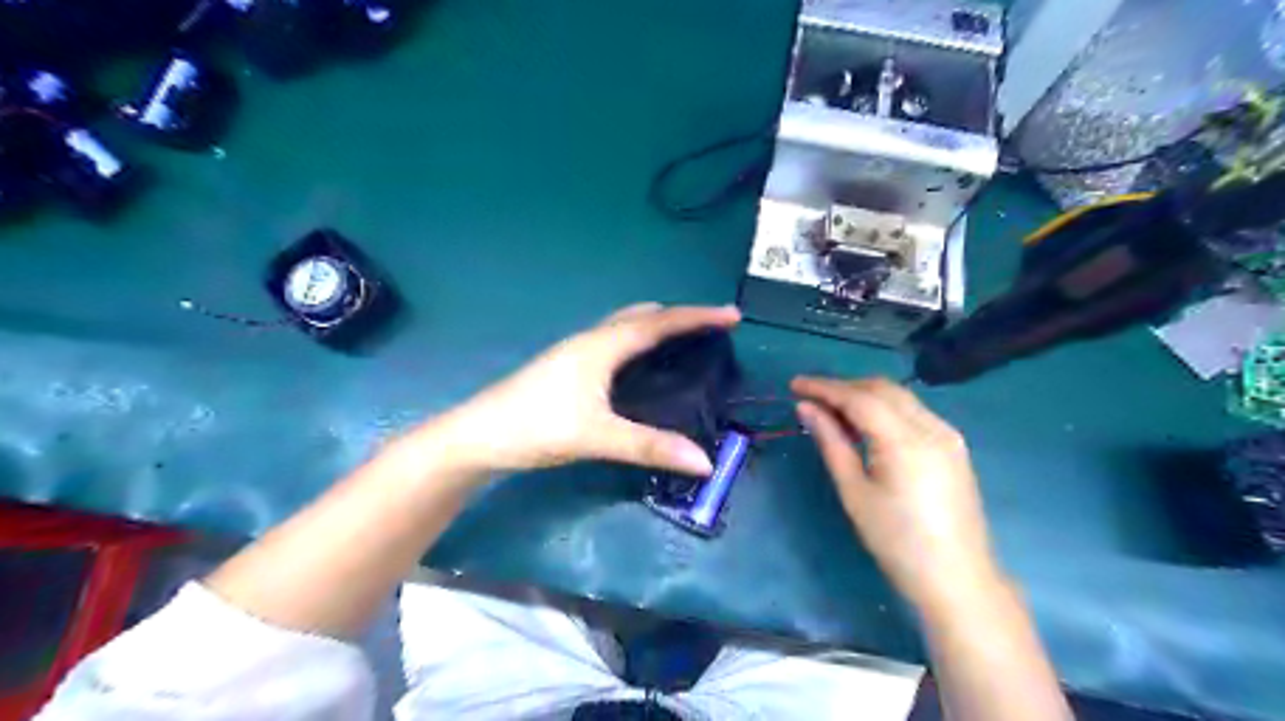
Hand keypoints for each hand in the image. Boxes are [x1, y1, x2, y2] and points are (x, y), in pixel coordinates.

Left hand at [425, 303, 743, 479]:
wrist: (479, 435)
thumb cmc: (536, 427)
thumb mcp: (597, 437)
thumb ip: (650, 447)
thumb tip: (705, 461)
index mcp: (602, 346)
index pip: (659, 324)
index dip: (697, 317)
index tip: (732, 315)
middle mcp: (590, 340)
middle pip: (641, 316)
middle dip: (678, 317)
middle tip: (709, 329)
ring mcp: (575, 351)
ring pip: (624, 326)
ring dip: (656, 326)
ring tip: (683, 342)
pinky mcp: (567, 367)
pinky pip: (613, 340)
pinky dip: (638, 341)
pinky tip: (640, 366)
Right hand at [794, 376, 1004, 606]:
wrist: (958, 579)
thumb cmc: (897, 542)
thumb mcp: (855, 493)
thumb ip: (831, 443)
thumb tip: (806, 408)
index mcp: (906, 441)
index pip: (859, 397)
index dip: (824, 387)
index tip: (794, 385)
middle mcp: (932, 427)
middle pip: (882, 389)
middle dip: (844, 387)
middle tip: (810, 398)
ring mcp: (948, 434)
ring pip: (899, 397)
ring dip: (864, 396)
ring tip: (831, 411)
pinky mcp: (953, 445)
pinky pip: (913, 412)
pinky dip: (884, 409)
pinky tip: (865, 426)